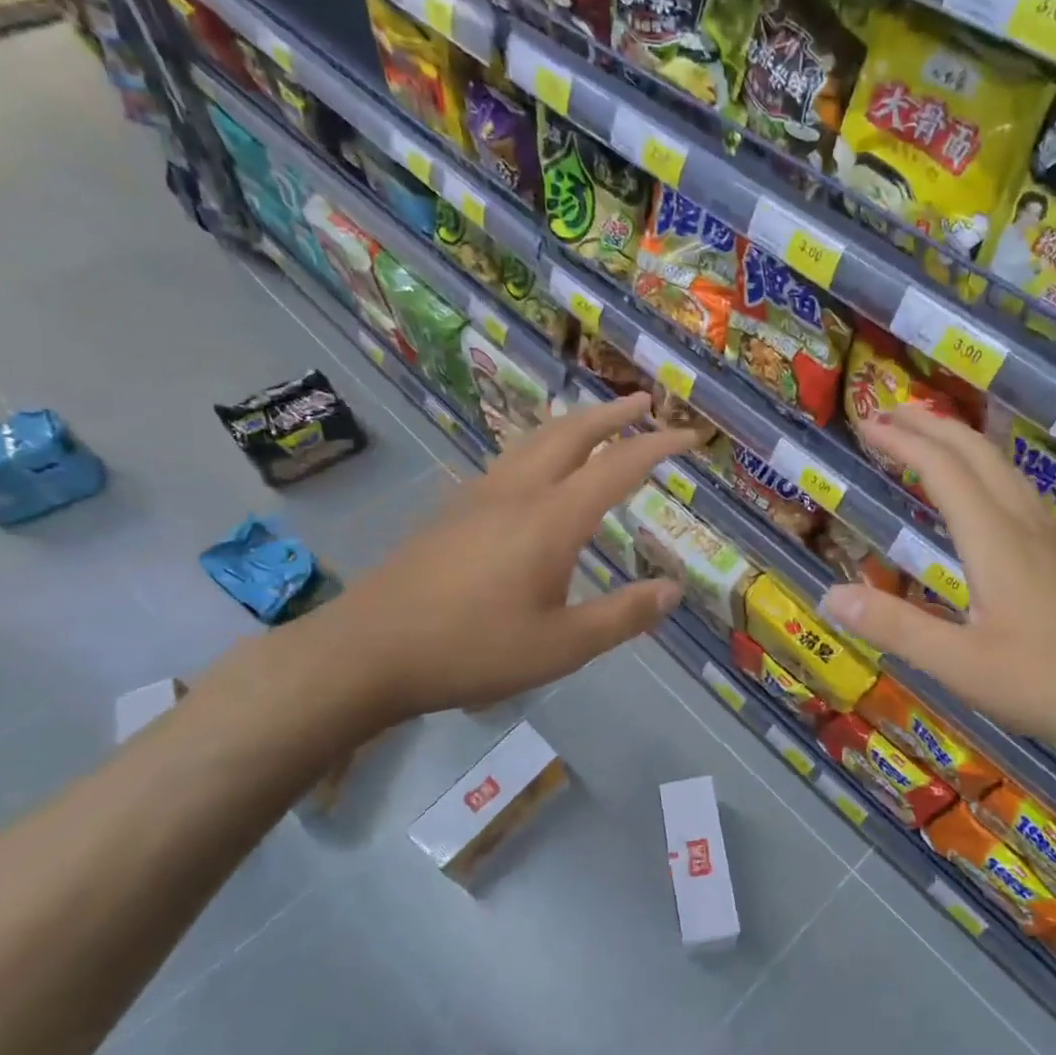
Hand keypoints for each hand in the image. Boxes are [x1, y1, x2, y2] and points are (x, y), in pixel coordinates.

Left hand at [312, 394, 694, 723]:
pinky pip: (508, 460)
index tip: (688, 436)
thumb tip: (672, 591)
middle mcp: (516, 492)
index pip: (617, 467)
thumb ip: (622, 616)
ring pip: (533, 440)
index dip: (658, 447)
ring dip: (573, 425)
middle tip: (642, 402)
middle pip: (570, 433)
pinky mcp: (451, 511)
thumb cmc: (472, 650)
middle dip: (611, 414)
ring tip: (595, 423)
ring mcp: (477, 496)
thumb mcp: (561, 647)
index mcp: (550, 518)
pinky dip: (540, 447)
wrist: (367, 652)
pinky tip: (536, 471)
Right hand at [818, 406, 1055, 759]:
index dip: (903, 441)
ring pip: (1003, 468)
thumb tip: (829, 595)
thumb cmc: (1051, 684)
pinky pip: (1017, 492)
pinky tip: (984, 494)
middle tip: (889, 414)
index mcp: (993, 540)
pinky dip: (984, 470)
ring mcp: (1049, 540)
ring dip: (960, 442)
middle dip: (931, 426)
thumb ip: (894, 627)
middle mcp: (1022, 525)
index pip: (943, 470)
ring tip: (929, 437)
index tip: (867, 423)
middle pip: (977, 453)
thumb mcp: (960, 664)